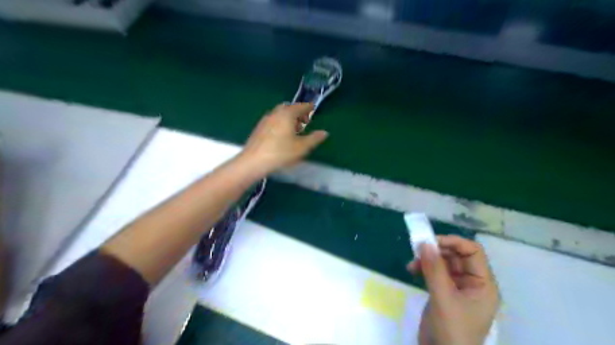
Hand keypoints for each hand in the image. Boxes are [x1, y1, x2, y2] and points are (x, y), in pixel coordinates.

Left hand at [240, 103, 328, 174]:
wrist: (253, 161)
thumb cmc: (280, 153)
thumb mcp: (301, 147)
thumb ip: (314, 139)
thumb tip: (324, 132)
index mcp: (287, 114)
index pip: (300, 107)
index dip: (308, 107)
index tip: (313, 107)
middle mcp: (275, 113)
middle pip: (288, 108)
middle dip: (297, 112)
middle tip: (304, 120)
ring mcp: (265, 120)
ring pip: (279, 114)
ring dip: (288, 118)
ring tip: (294, 129)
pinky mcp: (259, 128)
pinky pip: (273, 120)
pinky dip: (280, 123)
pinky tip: (282, 135)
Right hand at [407, 234, 498, 344]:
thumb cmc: (451, 331)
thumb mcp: (443, 298)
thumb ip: (434, 269)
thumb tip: (424, 242)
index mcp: (483, 284)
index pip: (473, 251)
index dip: (453, 242)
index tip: (430, 241)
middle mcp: (473, 282)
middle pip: (457, 255)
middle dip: (437, 250)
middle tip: (417, 249)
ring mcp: (458, 288)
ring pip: (444, 262)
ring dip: (428, 259)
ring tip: (412, 264)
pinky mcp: (445, 292)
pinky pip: (436, 272)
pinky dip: (424, 268)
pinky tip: (412, 270)